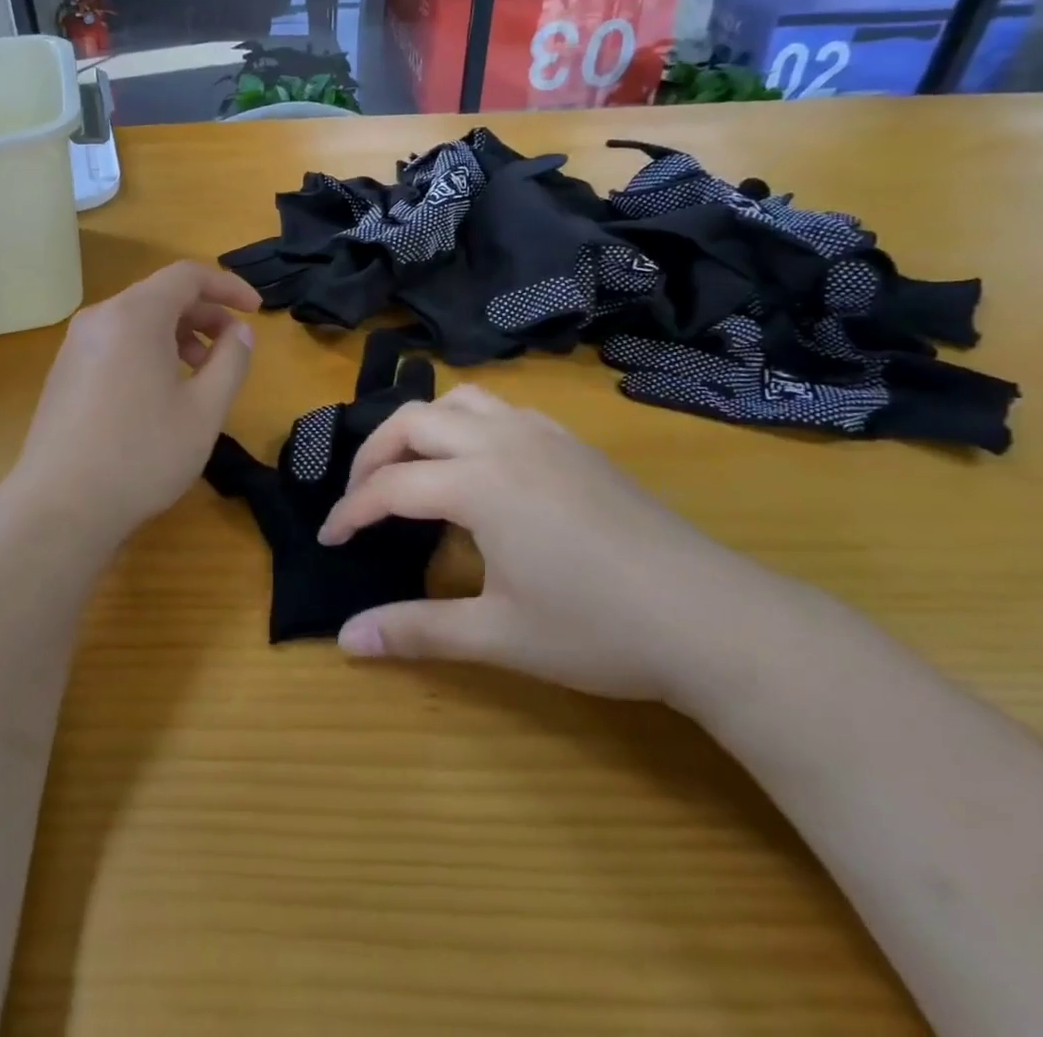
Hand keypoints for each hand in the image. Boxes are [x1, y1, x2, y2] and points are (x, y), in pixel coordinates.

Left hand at [7, 261, 258, 551]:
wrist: (60, 507)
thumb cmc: (142, 454)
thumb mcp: (204, 410)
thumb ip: (231, 361)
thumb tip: (239, 331)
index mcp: (134, 315)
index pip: (187, 275)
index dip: (228, 286)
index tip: (256, 310)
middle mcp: (99, 319)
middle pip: (160, 296)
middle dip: (204, 315)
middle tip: (231, 350)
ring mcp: (74, 347)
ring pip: (136, 322)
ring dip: (176, 336)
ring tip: (199, 376)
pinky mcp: (63, 374)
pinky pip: (115, 345)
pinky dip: (147, 352)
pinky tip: (159, 395)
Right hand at [316, 386, 787, 702]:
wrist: (714, 619)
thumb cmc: (599, 630)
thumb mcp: (498, 635)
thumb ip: (416, 630)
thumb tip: (346, 640)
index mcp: (479, 483)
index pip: (390, 486)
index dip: (351, 511)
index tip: (329, 538)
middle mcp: (503, 442)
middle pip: (413, 422)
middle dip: (373, 454)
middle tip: (360, 498)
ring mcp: (543, 435)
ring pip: (459, 401)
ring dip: (421, 426)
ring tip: (411, 467)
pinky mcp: (573, 444)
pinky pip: (501, 411)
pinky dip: (467, 424)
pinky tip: (478, 465)